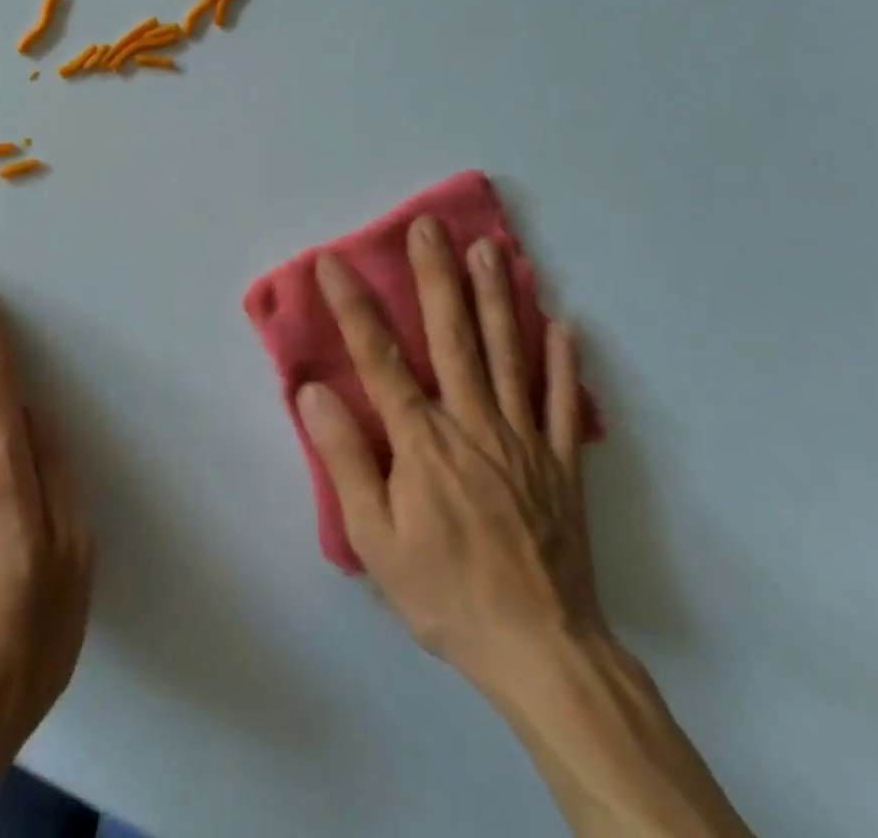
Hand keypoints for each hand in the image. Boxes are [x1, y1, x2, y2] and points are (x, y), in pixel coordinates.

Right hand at [298, 217, 606, 704]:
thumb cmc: (446, 593)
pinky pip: (563, 402)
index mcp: (423, 440)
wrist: (542, 651)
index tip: (333, 262)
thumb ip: (346, 458)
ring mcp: (524, 437)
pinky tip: (562, 323)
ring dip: (497, 296)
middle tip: (430, 225)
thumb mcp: (375, 538)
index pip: (380, 358)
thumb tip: (314, 393)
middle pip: (453, 335)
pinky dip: (563, 361)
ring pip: (509, 352)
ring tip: (489, 248)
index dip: (353, 306)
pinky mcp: (561, 462)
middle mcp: (474, 422)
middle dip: (436, 275)